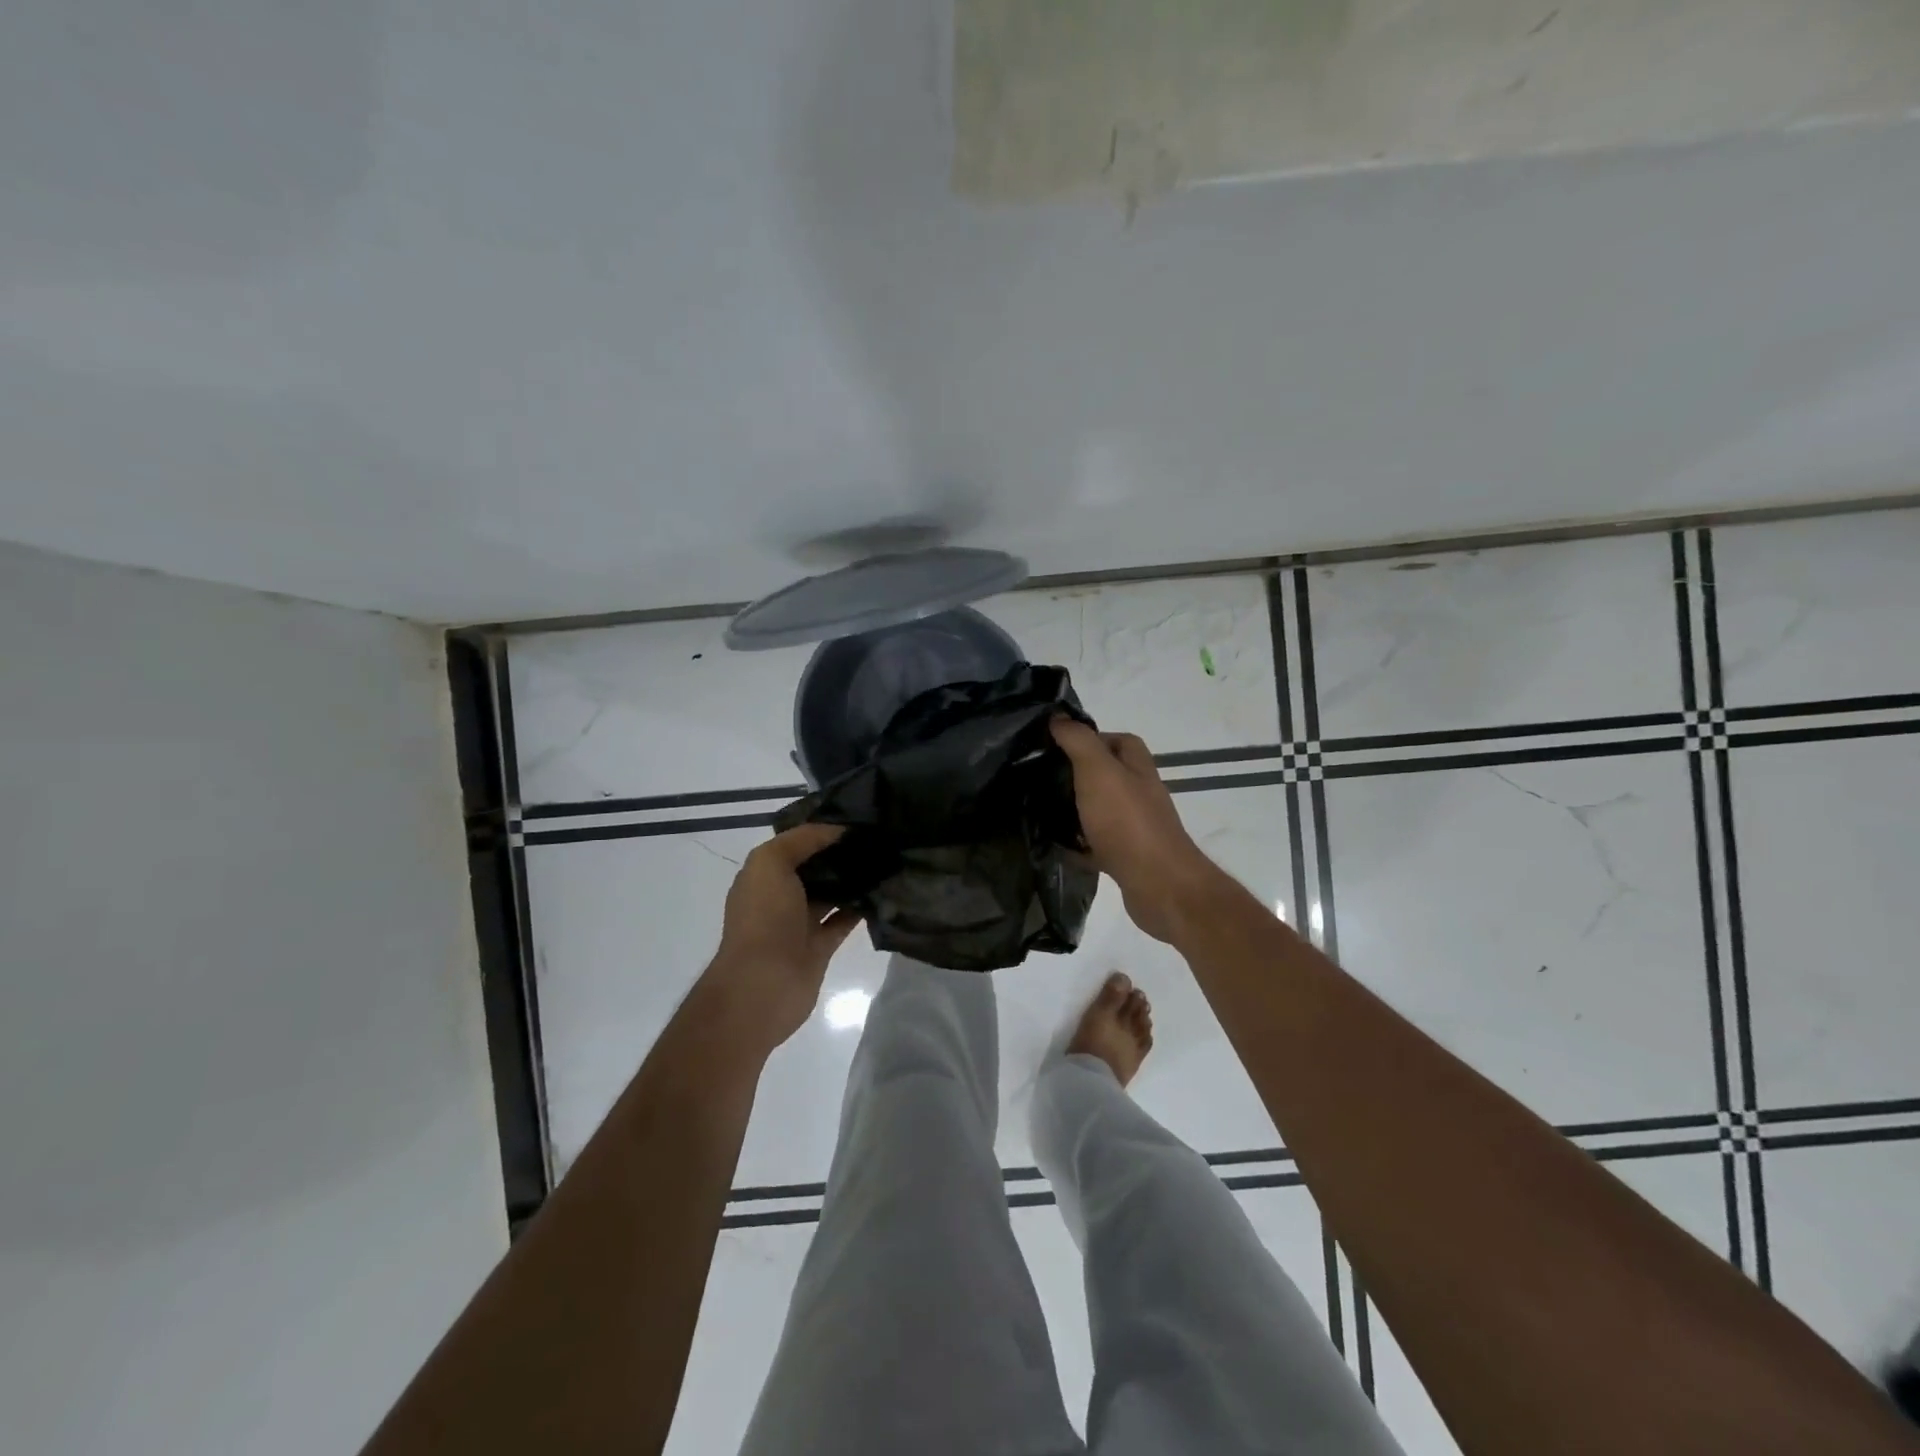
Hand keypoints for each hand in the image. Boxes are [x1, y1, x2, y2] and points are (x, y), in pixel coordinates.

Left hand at [700, 824, 862, 1054]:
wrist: (764, 984)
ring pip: (830, 893)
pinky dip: (860, 907)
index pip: (793, 843)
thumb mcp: (771, 863)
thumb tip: (837, 830)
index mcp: (762, 875)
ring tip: (884, 857)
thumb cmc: (763, 917)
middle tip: (877, 835)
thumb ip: (802, 840)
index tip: (855, 816)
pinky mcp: (820, 946)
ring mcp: (799, 923)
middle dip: (839, 852)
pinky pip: (843, 920)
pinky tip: (883, 890)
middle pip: (814, 867)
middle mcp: (779, 896)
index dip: (820, 829)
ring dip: (852, 879)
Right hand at [1050, 719, 1227, 943]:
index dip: (1088, 738)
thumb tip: (1058, 718)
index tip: (1053, 745)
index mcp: (1137, 766)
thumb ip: (1078, 741)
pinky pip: (1096, 843)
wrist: (1158, 884)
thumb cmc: (1127, 821)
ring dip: (1074, 810)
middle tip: (1039, 777)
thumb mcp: (1098, 770)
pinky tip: (1054, 845)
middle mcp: (1139, 792)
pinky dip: (1077, 844)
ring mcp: (1134, 826)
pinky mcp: (1126, 856)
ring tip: (1039, 809)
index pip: (1116, 740)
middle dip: (1075, 774)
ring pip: (1099, 809)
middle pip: (1105, 774)